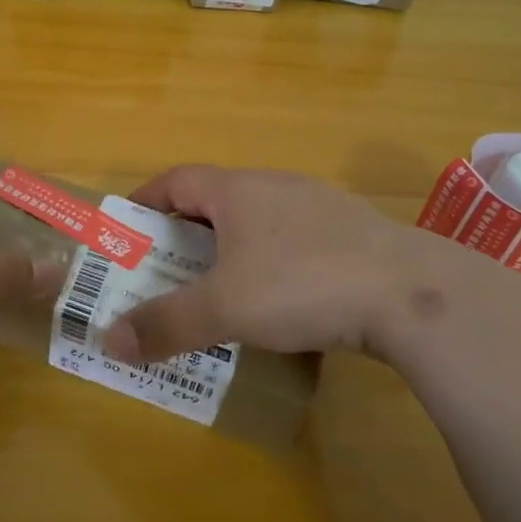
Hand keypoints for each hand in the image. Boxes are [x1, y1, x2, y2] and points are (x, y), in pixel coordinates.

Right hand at [102, 164, 491, 364]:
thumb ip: (166, 324)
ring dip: (232, 248)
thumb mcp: (224, 308)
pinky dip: (273, 262)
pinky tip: (283, 300)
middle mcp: (275, 186)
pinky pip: (295, 240)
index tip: (127, 228)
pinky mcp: (352, 233)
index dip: (145, 200)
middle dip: (186, 232)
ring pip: (258, 220)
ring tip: (221, 288)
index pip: (176, 179)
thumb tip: (109, 341)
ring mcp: (318, 205)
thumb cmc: (301, 284)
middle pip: (215, 199)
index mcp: (237, 190)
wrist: (411, 293)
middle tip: (167, 269)